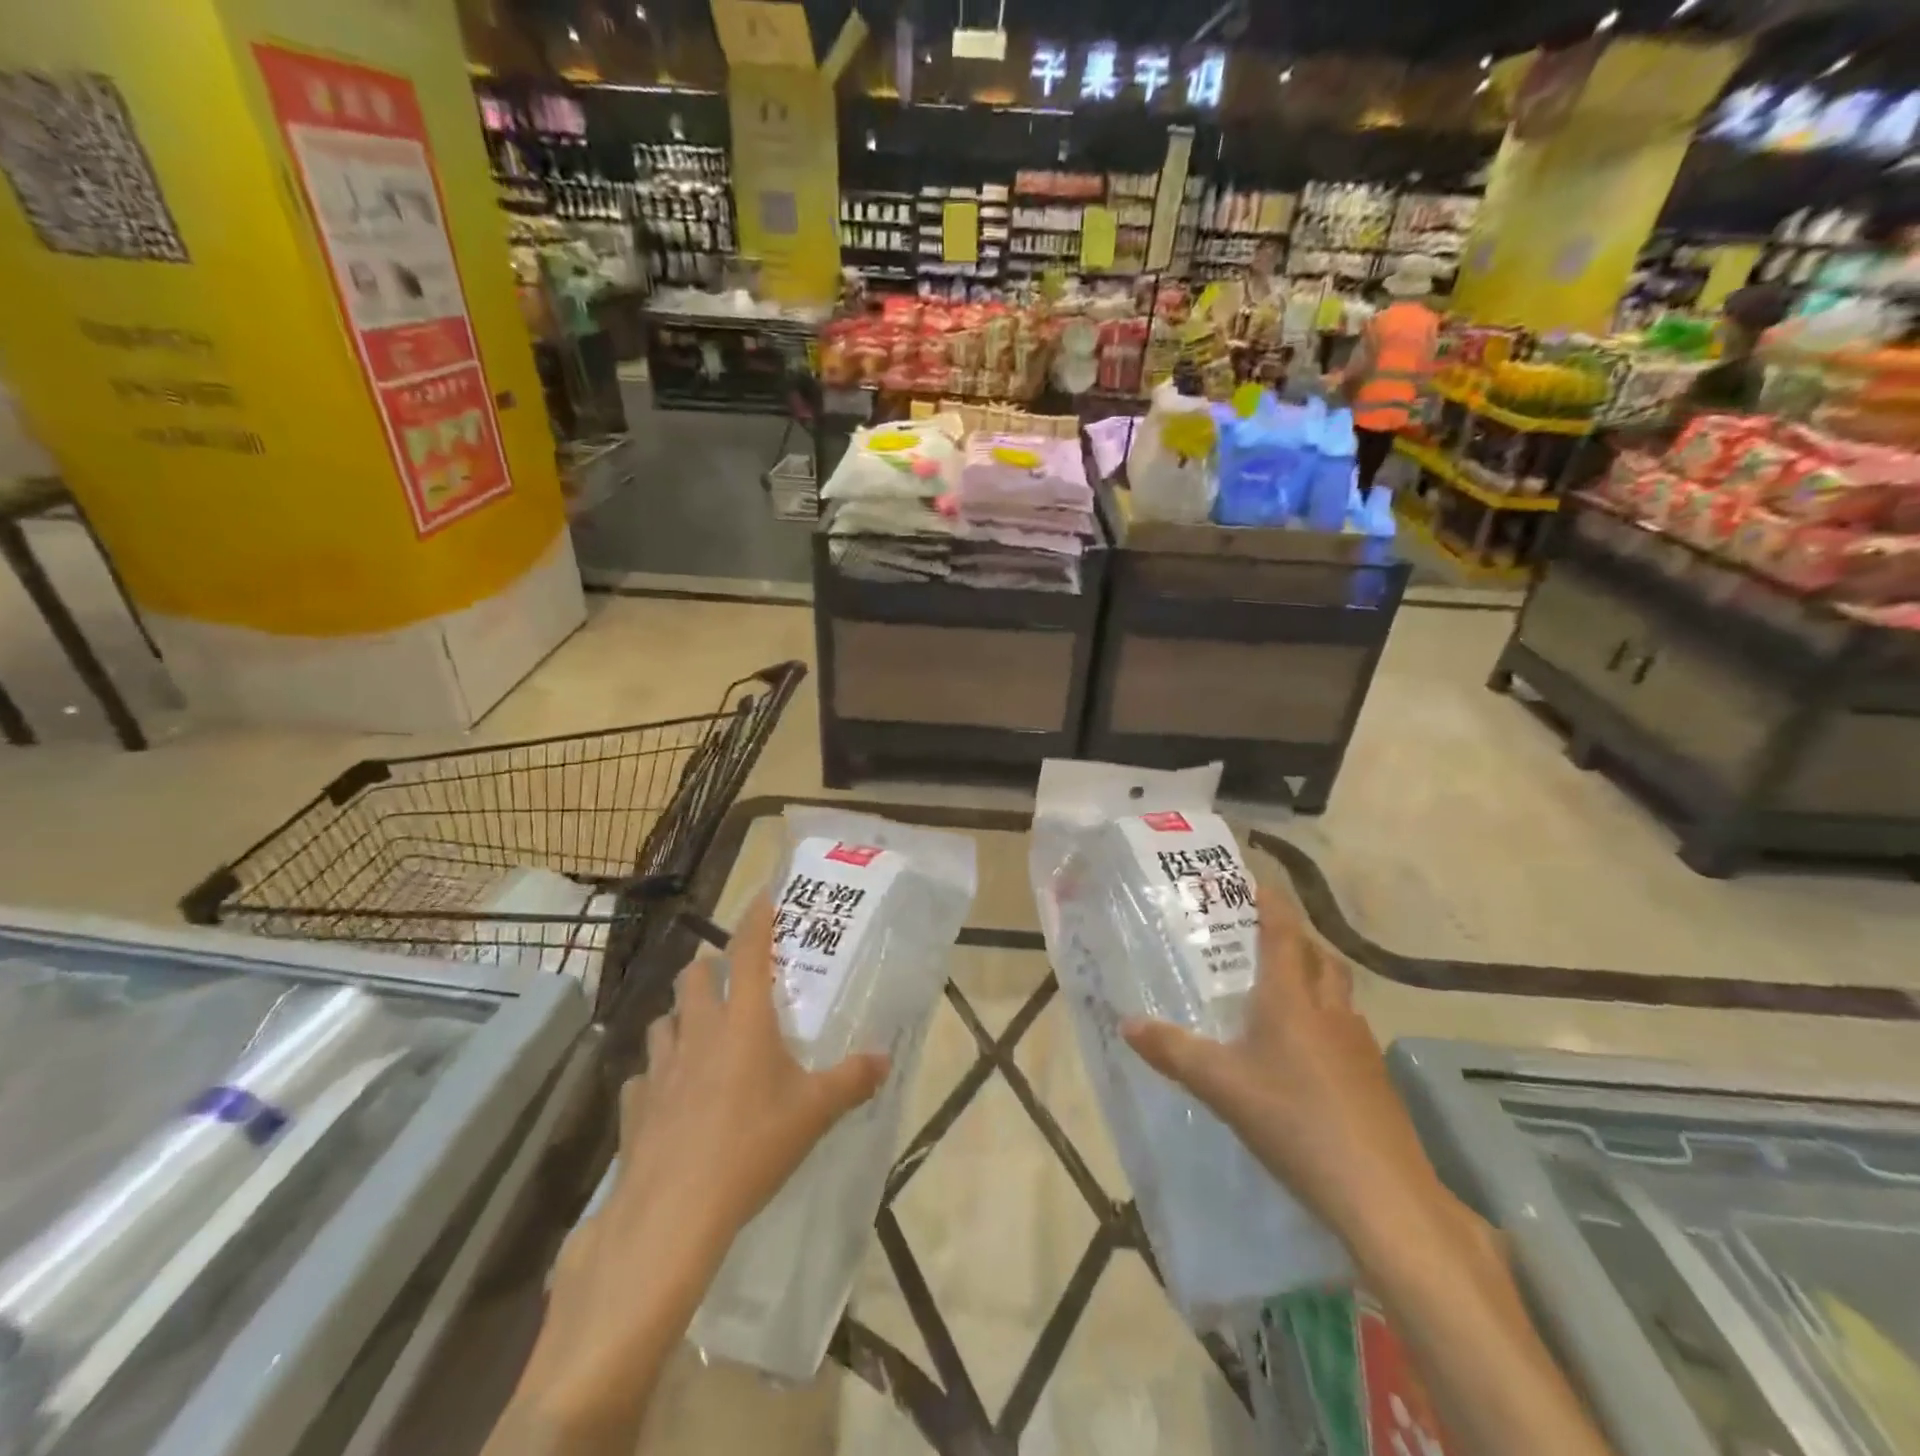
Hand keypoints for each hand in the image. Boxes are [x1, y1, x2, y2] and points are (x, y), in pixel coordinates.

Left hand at [604, 894, 890, 1247]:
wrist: (674, 1213)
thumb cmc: (752, 1146)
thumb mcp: (814, 1113)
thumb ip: (851, 1081)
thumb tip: (884, 1059)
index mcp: (743, 1021)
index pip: (749, 951)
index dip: (756, 919)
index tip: (762, 894)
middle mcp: (698, 1031)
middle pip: (693, 977)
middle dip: (708, 968)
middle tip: (729, 981)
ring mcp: (659, 1068)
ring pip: (662, 1021)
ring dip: (680, 1018)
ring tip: (698, 1035)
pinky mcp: (634, 1106)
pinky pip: (643, 1077)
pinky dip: (656, 1076)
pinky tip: (669, 1097)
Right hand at [1119, 891, 1464, 1265]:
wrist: (1383, 1194)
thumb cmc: (1293, 1121)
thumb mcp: (1220, 1085)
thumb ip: (1172, 1051)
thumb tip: (1127, 1023)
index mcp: (1291, 1000)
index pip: (1283, 933)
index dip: (1271, 904)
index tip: (1255, 883)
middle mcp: (1330, 1012)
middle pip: (1320, 958)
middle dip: (1297, 940)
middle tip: (1264, 941)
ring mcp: (1361, 1047)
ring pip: (1339, 995)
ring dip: (1315, 981)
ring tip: (1283, 996)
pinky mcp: (1376, 1082)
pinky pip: (1348, 1032)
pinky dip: (1327, 1024)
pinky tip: (1307, 1058)